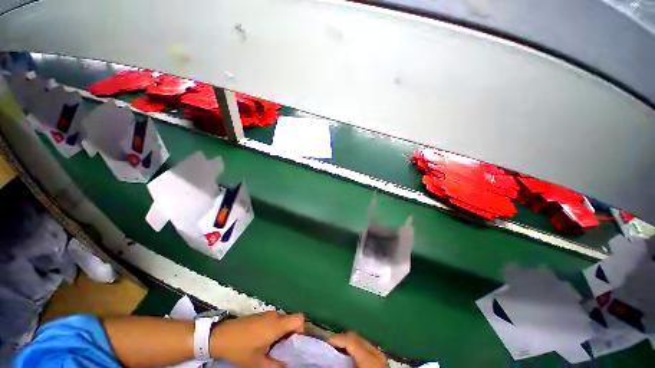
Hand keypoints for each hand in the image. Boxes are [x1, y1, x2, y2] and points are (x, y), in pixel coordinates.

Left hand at [210, 311, 303, 366]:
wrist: (221, 336)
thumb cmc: (241, 348)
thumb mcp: (258, 363)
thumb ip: (276, 365)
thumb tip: (287, 364)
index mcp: (277, 324)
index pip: (299, 319)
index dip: (302, 330)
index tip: (296, 344)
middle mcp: (275, 315)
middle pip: (291, 321)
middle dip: (291, 335)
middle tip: (284, 351)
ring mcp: (267, 314)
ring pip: (282, 321)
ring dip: (282, 333)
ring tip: (273, 348)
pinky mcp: (260, 315)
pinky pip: (274, 321)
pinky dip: (274, 330)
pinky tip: (264, 342)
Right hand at [327, 331, 386, 367]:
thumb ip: (341, 366)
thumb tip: (326, 362)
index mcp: (369, 357)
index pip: (350, 339)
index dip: (335, 338)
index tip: (323, 342)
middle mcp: (376, 352)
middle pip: (355, 337)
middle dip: (341, 339)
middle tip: (328, 346)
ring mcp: (380, 356)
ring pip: (361, 342)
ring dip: (348, 344)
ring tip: (337, 351)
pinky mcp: (381, 362)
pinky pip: (366, 349)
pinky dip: (356, 350)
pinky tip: (349, 358)